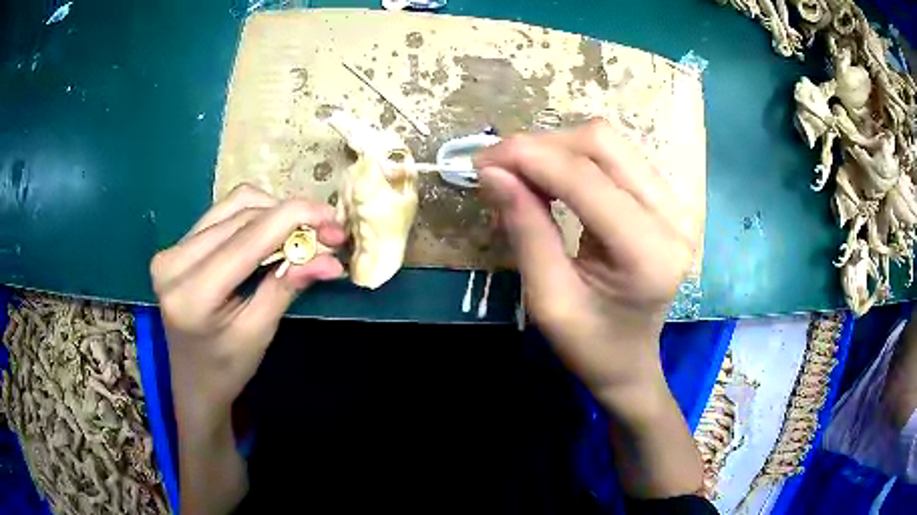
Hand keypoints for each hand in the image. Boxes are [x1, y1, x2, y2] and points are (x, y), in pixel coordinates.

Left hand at [150, 184, 345, 434]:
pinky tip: (270, 233)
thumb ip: (289, 287)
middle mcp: (174, 262)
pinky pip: (222, 213)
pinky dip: (254, 216)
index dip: (294, 218)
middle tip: (326, 234)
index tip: (333, 218)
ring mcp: (171, 250)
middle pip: (242, 216)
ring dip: (272, 213)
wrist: (193, 380)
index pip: (248, 238)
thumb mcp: (260, 332)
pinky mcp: (176, 245)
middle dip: (290, 218)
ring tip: (298, 235)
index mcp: (192, 294)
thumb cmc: (227, 368)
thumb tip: (331, 260)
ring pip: (233, 206)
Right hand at [475, 119, 700, 415]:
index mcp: (648, 253)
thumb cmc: (591, 346)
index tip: (482, 162)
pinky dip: (574, 159)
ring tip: (520, 173)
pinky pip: (616, 157)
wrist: (631, 362)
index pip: (585, 179)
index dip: (529, 158)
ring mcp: (676, 205)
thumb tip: (492, 172)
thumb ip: (524, 230)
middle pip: (602, 144)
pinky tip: (550, 178)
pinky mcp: (667, 201)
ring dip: (556, 149)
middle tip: (498, 168)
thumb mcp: (548, 299)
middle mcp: (673, 218)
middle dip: (541, 146)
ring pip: (609, 143)